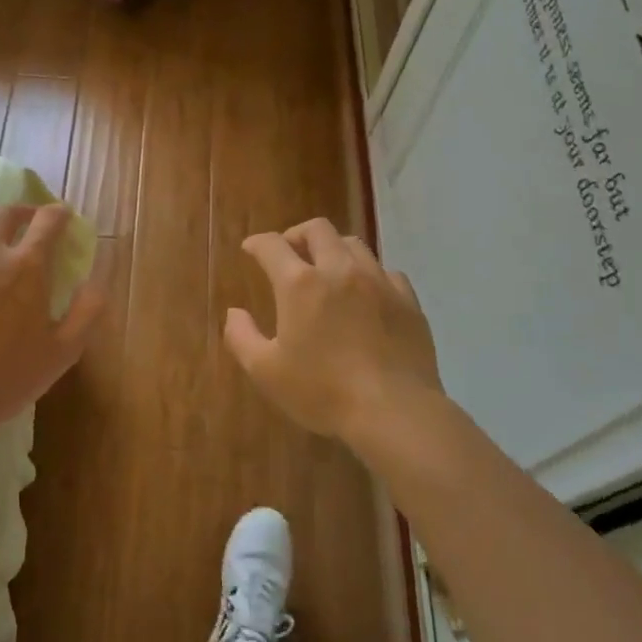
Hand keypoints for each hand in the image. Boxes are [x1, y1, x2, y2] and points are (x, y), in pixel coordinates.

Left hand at [0, 204, 105, 446]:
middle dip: (23, 212)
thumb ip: (87, 311)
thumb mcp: (63, 352)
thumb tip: (94, 280)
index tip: (63, 218)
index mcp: (26, 265)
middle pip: (6, 213)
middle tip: (28, 223)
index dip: (60, 214)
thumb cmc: (3, 380)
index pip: (48, 221)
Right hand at [225, 217, 442, 447]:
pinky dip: (369, 274)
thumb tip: (234, 313)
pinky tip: (366, 294)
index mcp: (300, 284)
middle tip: (289, 253)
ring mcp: (378, 282)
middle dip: (297, 235)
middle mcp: (339, 270)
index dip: (257, 243)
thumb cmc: (322, 391)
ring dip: (333, 249)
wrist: (394, 411)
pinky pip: (386, 271)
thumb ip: (242, 337)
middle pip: (317, 229)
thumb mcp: (266, 372)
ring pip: (354, 244)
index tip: (250, 249)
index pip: (272, 245)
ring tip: (327, 269)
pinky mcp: (407, 300)